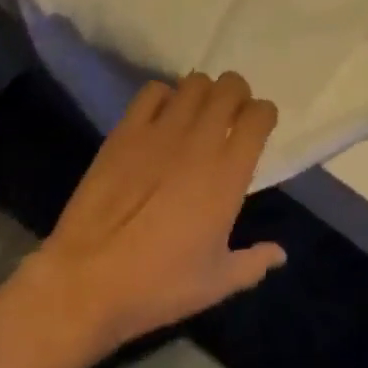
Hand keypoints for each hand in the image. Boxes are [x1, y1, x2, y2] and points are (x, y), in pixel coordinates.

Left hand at [21, 72, 286, 359]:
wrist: (87, 283)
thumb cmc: (158, 286)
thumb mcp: (215, 283)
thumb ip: (253, 263)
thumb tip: (280, 253)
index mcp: (229, 171)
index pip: (260, 115)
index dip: (264, 116)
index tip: (258, 129)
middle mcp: (201, 139)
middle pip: (231, 86)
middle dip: (237, 95)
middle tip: (230, 116)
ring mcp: (162, 130)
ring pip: (195, 82)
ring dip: (203, 93)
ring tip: (196, 114)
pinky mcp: (127, 130)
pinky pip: (153, 91)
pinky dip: (163, 97)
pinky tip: (160, 119)